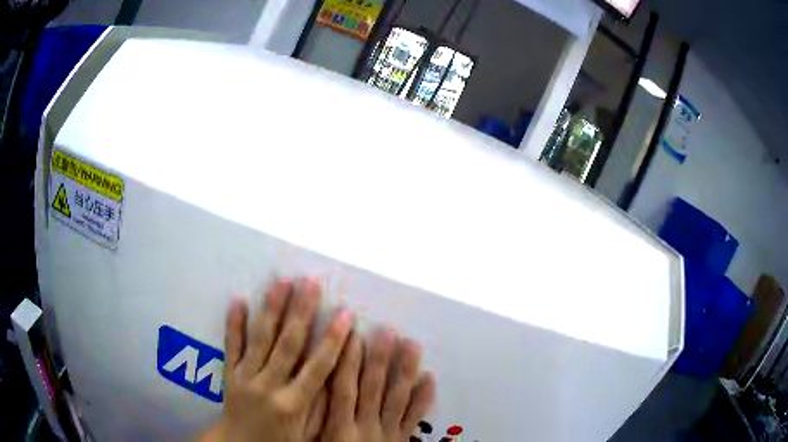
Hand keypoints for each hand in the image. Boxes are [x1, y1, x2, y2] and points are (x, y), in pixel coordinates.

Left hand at [199, 278, 352, 441]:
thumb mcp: (309, 434)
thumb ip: (323, 407)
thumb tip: (338, 376)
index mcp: (293, 404)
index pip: (318, 367)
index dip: (333, 339)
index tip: (345, 315)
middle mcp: (268, 386)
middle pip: (288, 345)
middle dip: (302, 312)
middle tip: (312, 284)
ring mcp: (245, 377)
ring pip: (260, 338)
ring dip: (272, 309)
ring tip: (282, 282)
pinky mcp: (229, 373)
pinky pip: (231, 345)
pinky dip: (234, 323)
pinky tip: (239, 300)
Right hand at [320, 329, 435, 441]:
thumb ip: (316, 421)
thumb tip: (312, 390)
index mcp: (340, 428)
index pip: (343, 390)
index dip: (347, 362)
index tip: (352, 335)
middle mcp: (366, 426)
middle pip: (373, 388)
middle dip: (379, 359)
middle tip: (387, 331)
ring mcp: (388, 434)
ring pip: (397, 398)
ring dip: (405, 370)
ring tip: (412, 344)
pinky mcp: (402, 440)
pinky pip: (414, 418)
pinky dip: (423, 398)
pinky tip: (429, 377)